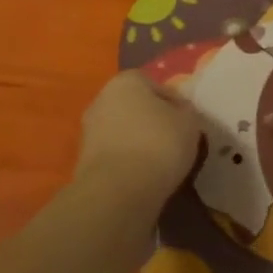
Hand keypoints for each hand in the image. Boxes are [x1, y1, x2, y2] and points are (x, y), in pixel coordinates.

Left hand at [77, 70, 201, 202]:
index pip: (156, 86)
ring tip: (160, 164)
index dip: (174, 104)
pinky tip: (143, 177)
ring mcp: (89, 130)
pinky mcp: (83, 160)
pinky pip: (114, 155)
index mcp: (126, 81)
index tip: (186, 123)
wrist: (118, 191)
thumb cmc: (158, 144)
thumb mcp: (189, 123)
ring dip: (138, 143)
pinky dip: (127, 163)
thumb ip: (185, 112)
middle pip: (135, 107)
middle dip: (152, 121)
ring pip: (123, 132)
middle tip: (174, 141)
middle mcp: (102, 98)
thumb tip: (179, 113)